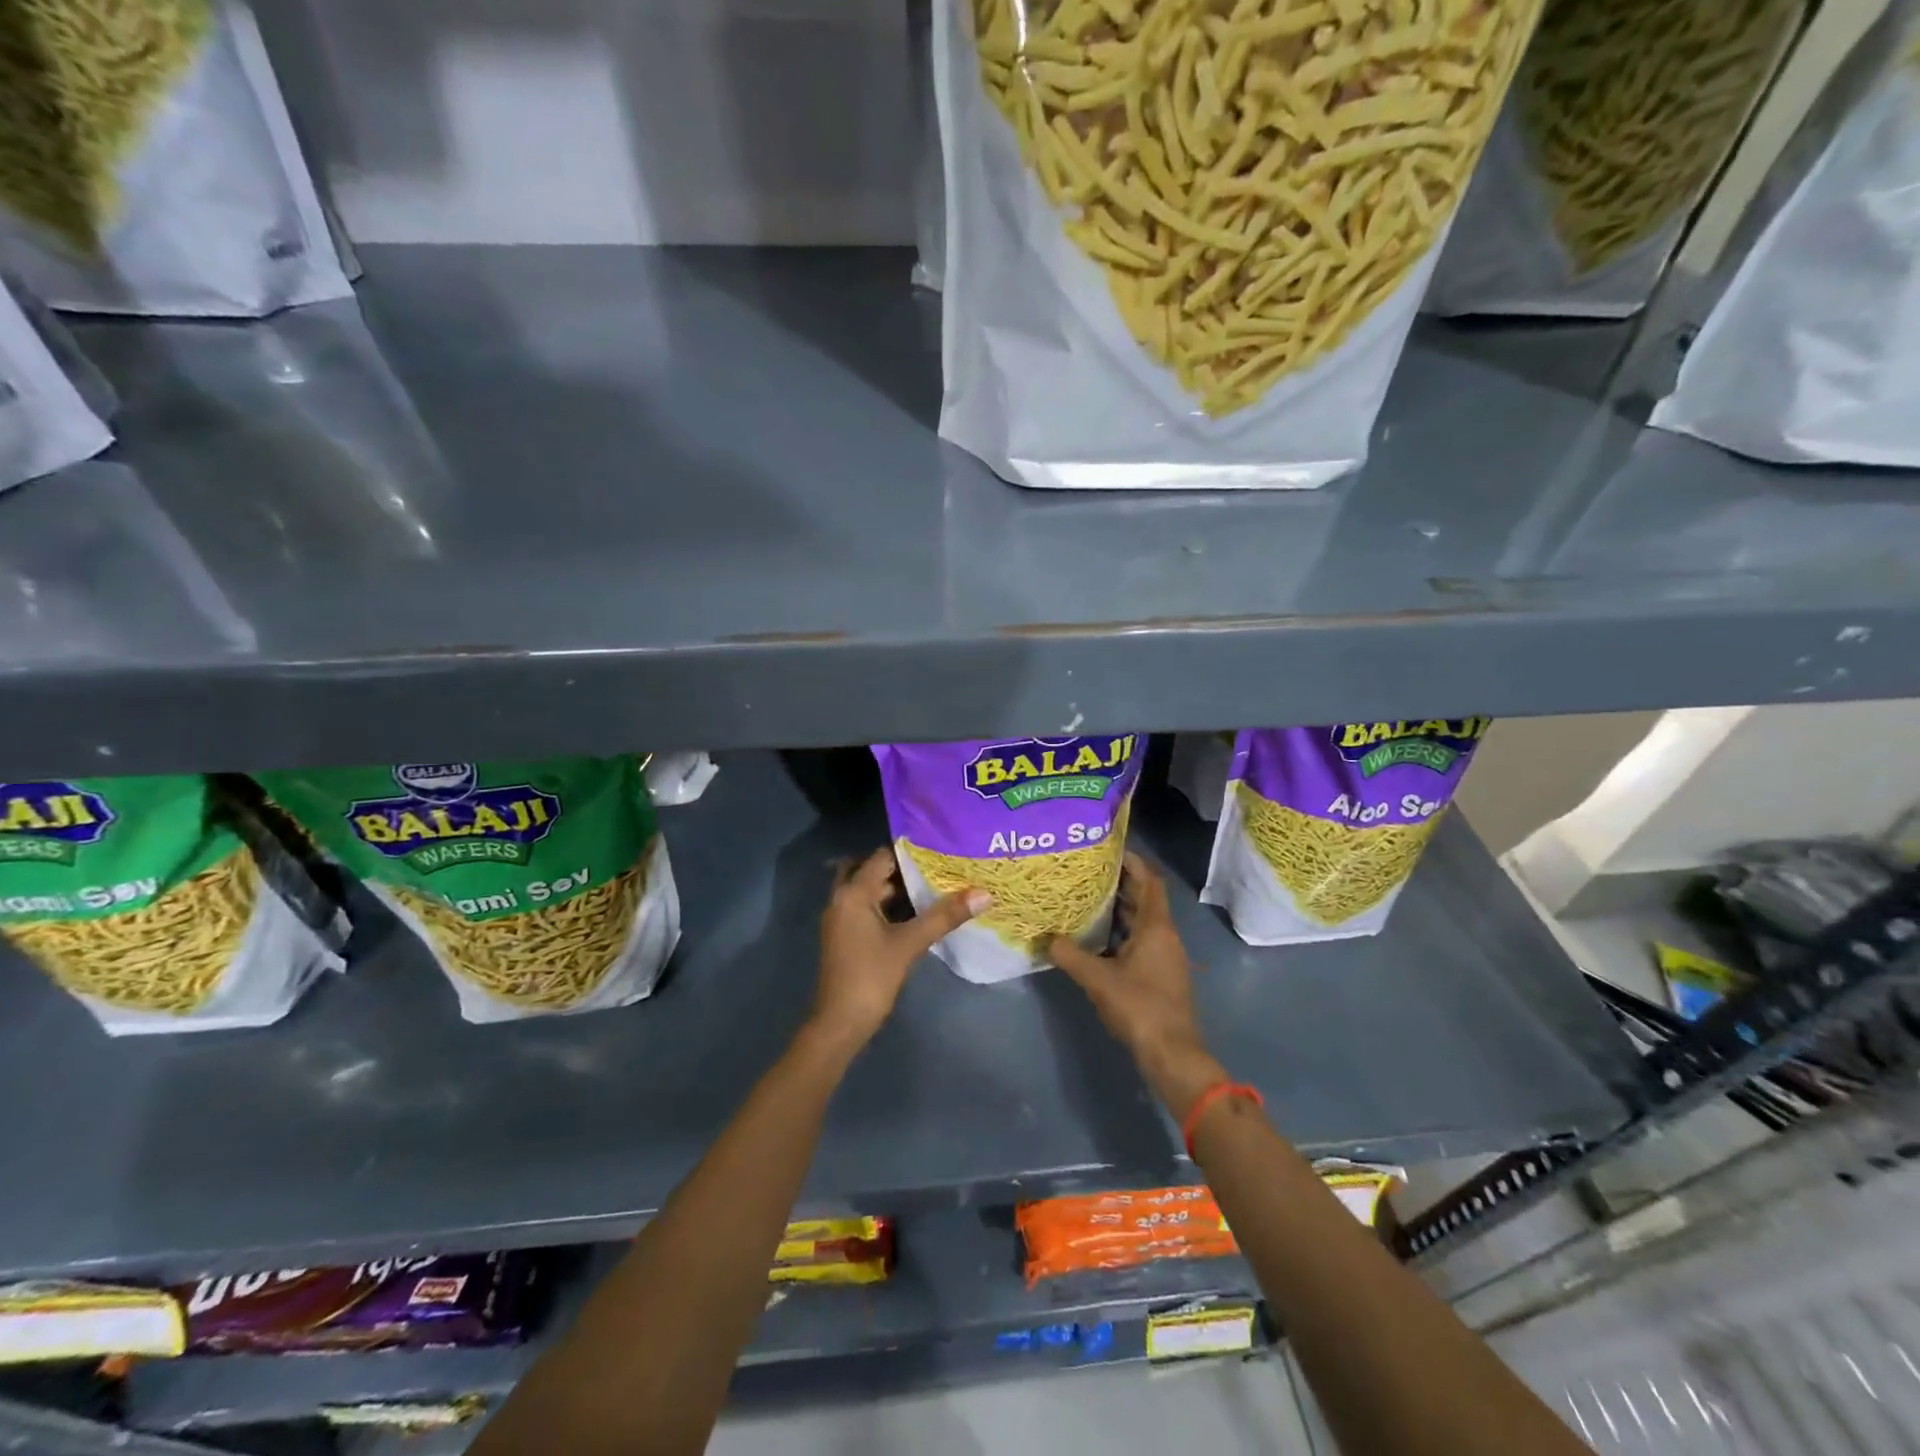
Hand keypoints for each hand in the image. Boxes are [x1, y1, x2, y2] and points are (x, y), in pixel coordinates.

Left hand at [811, 848, 989, 1051]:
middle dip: (903, 868)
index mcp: (853, 893)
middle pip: (873, 871)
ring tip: (934, 884)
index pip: (882, 856)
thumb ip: (945, 916)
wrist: (840, 1023)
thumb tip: (984, 893)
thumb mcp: (910, 944)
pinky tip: (917, 912)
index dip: (910, 851)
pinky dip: (889, 906)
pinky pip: (868, 908)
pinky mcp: (847, 936)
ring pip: (870, 891)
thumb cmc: (871, 977)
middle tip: (938, 865)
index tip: (939, 847)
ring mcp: (842, 918)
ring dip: (896, 888)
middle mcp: (842, 899)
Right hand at [1050, 853, 1226, 1119]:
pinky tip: (1096, 938)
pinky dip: (1121, 933)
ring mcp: (1165, 957)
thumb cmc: (1139, 1006)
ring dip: (1119, 909)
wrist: (1172, 1053)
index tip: (1108, 849)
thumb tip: (1045, 938)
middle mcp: (1165, 936)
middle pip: (1145, 899)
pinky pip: (1140, 941)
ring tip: (1087, 899)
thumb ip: (1069, 955)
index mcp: (1156, 927)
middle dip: (1120, 884)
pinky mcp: (1160, 975)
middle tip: (1087, 872)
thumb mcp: (1097, 978)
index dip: (1133, 862)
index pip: (1149, 881)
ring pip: (1142, 922)